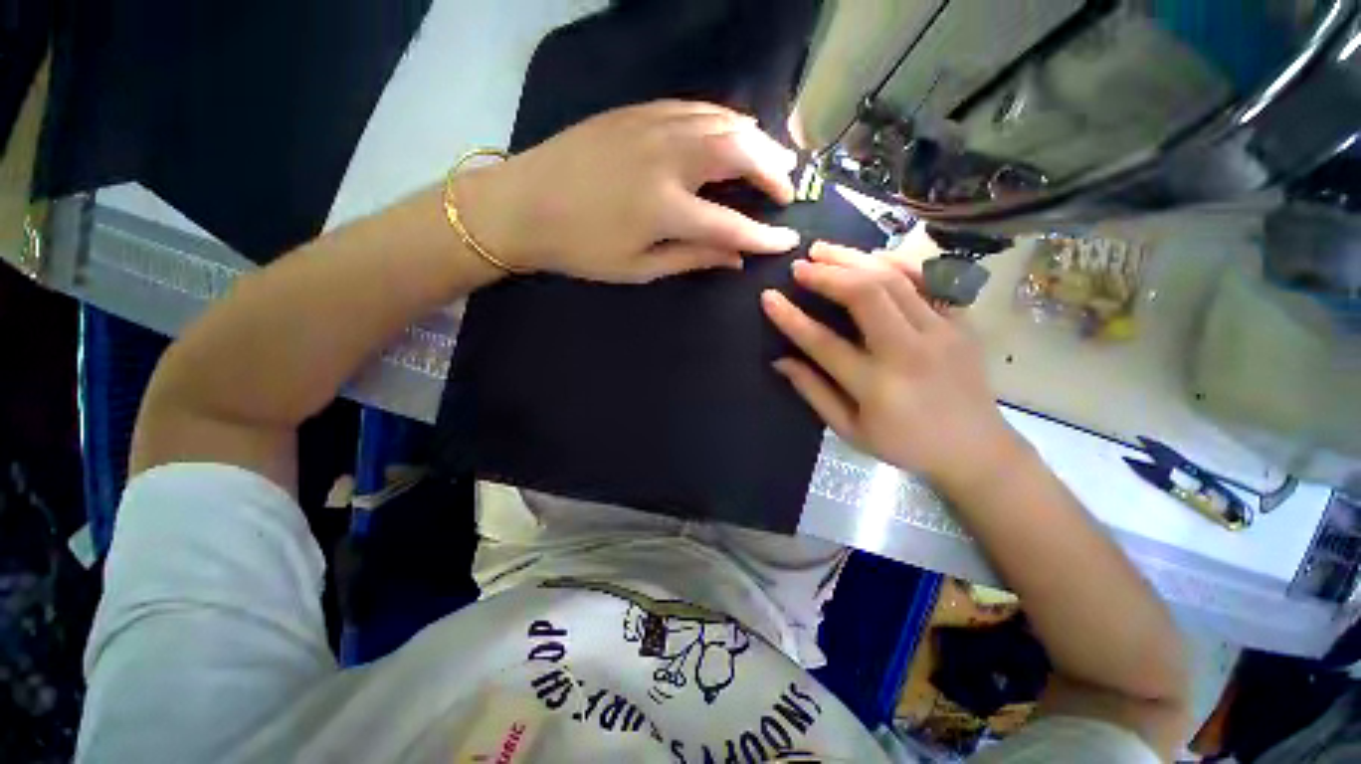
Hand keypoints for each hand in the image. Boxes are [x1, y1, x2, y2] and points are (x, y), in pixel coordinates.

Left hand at [457, 100, 801, 282]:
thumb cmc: (580, 248)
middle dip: (772, 170)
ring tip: (773, 157)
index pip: (732, 224)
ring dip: (756, 138)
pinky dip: (724, 119)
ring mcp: (651, 126)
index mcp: (665, 208)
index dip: (765, 236)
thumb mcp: (638, 268)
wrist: (522, 204)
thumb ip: (692, 259)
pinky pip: (695, 108)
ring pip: (722, 121)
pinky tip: (733, 129)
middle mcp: (666, 159)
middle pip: (739, 153)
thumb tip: (735, 259)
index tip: (790, 239)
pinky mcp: (637, 111)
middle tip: (788, 188)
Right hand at [761, 242, 1024, 489]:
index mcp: (877, 386)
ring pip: (896, 279)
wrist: (976, 449)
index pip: (824, 343)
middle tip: (800, 265)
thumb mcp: (850, 430)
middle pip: (867, 296)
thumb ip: (814, 392)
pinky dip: (898, 261)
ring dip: (855, 258)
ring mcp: (942, 332)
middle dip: (828, 274)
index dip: (791, 318)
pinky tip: (872, 255)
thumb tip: (780, 361)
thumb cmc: (905, 445)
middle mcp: (909, 352)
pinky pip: (930, 279)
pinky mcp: (961, 322)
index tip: (768, 297)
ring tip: (825, 250)